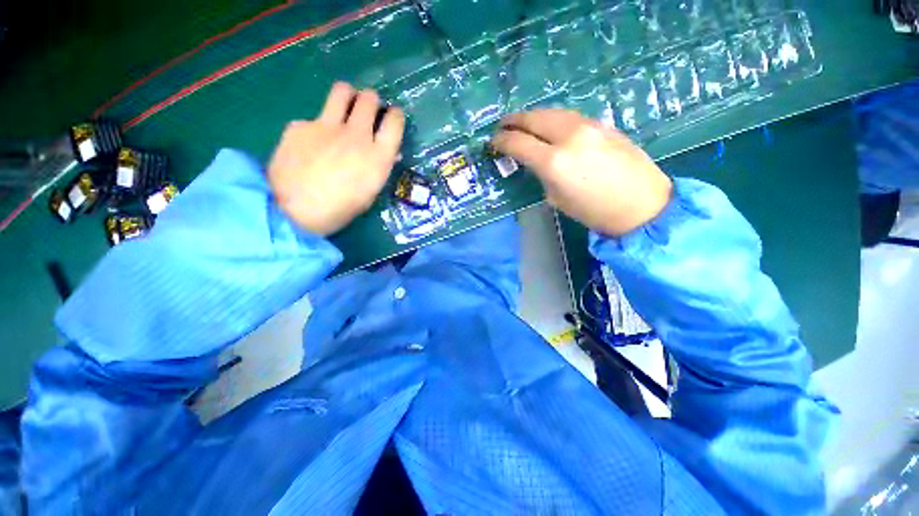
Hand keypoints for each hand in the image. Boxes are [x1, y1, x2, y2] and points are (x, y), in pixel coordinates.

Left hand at [268, 82, 404, 235]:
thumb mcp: (369, 194)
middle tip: (366, 111)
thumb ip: (379, 169)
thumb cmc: (339, 210)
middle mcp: (356, 135)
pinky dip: (317, 128)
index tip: (392, 117)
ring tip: (344, 108)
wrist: (292, 212)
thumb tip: (387, 154)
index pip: (395, 122)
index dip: (395, 115)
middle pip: (370, 99)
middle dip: (371, 102)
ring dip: (348, 96)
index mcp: (377, 157)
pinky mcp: (300, 125)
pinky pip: (313, 118)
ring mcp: (327, 126)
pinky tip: (309, 146)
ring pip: (343, 91)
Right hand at [493, 110, 671, 236]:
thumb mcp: (557, 198)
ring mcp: (588, 125)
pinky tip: (549, 127)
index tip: (492, 142)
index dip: (501, 141)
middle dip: (514, 120)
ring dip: (533, 116)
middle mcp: (569, 136)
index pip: (518, 142)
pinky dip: (553, 119)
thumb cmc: (593, 211)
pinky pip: (569, 116)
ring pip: (552, 112)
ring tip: (523, 123)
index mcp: (554, 162)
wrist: (641, 204)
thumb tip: (535, 160)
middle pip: (533, 118)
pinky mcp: (603, 124)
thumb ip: (542, 174)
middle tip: (502, 125)